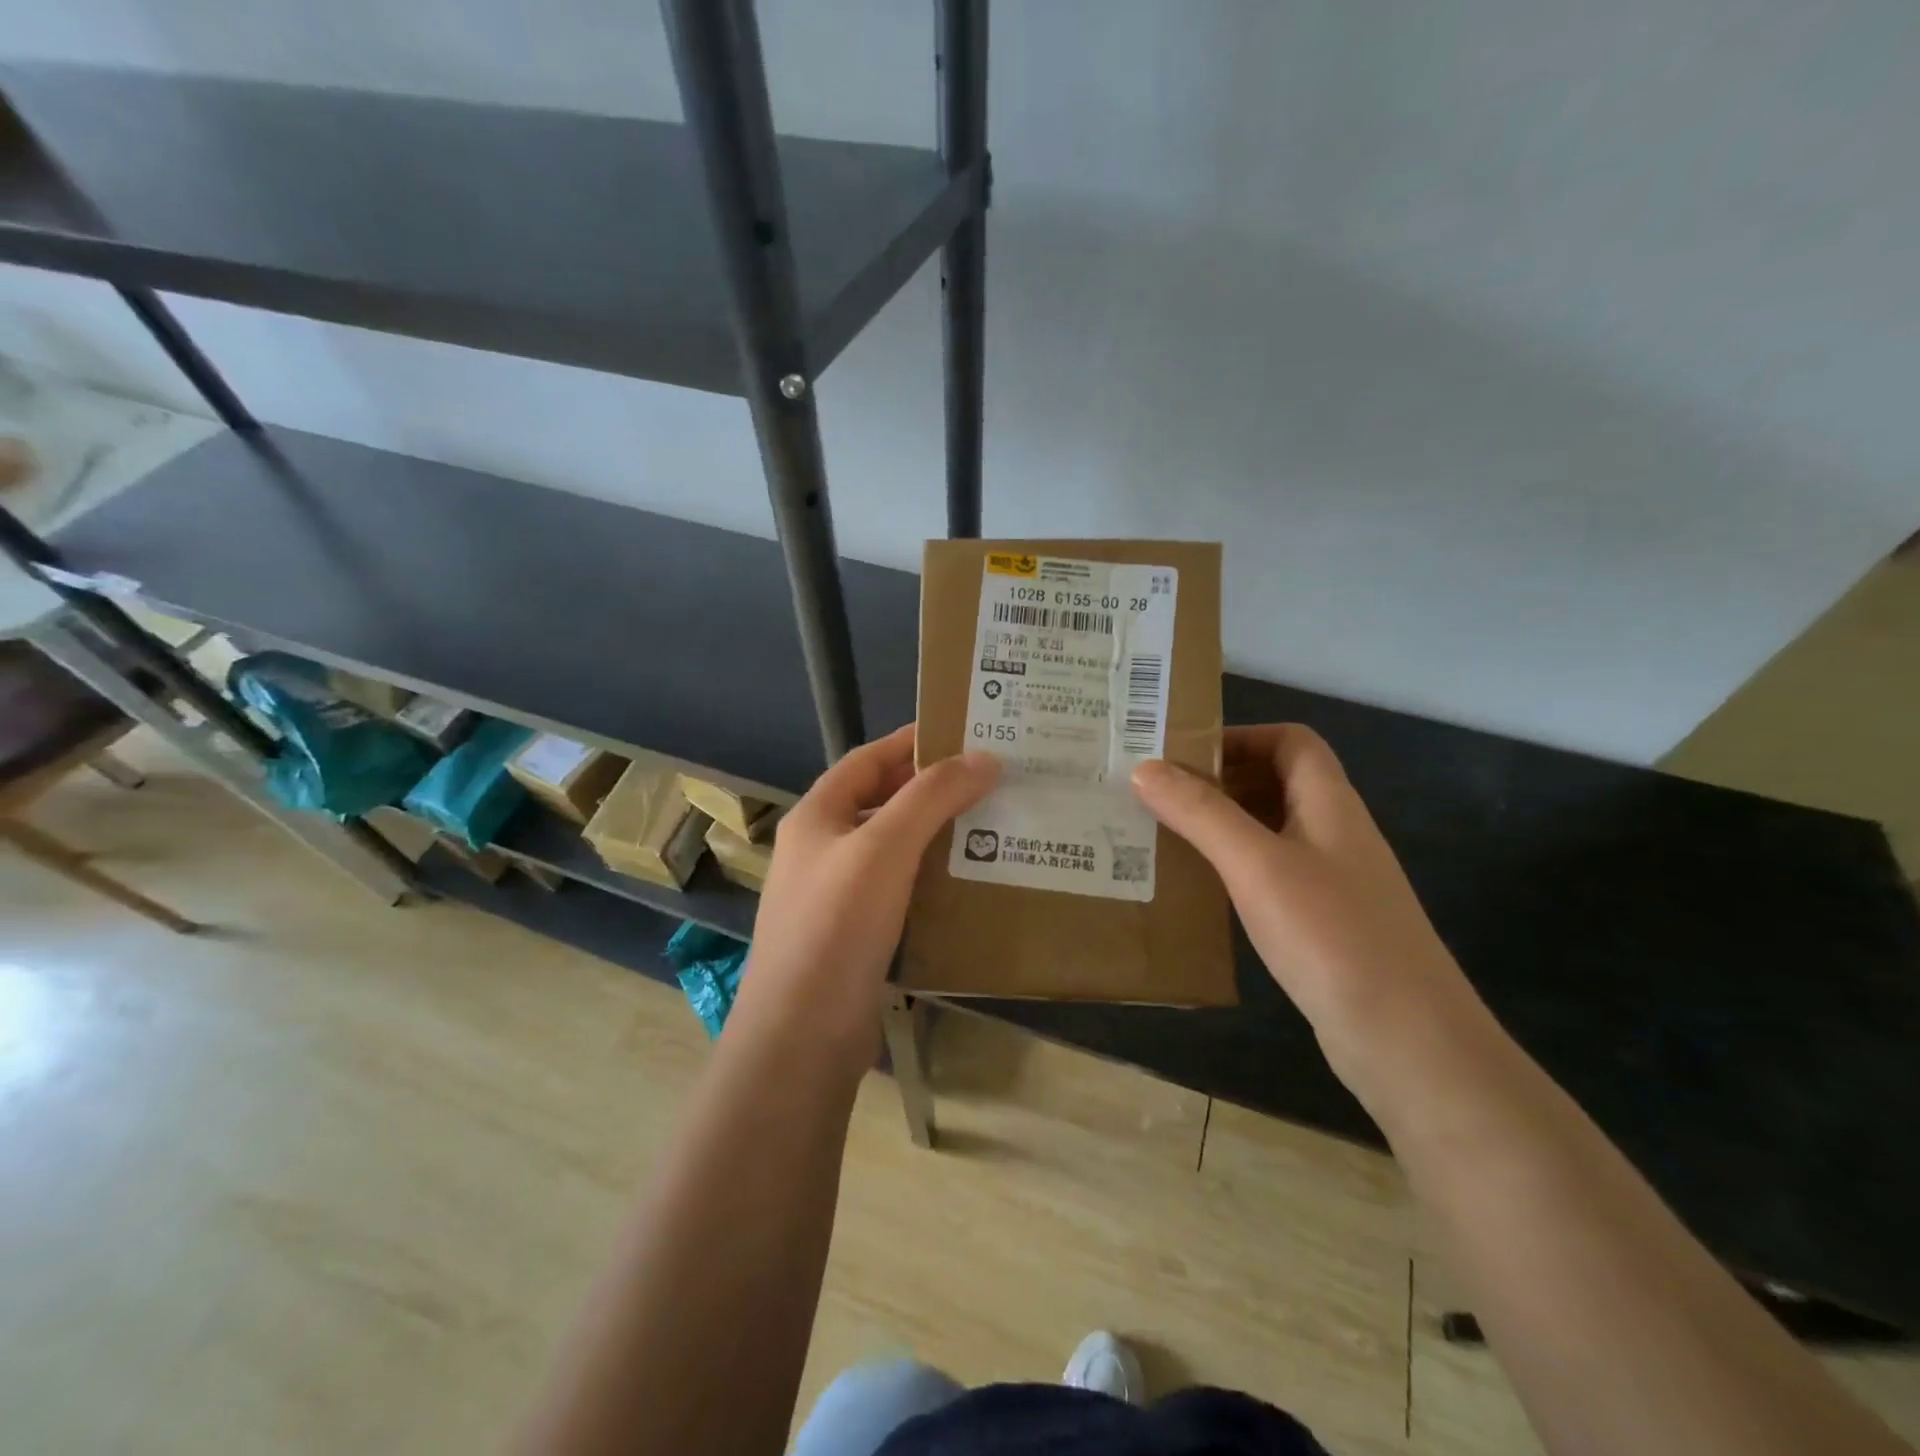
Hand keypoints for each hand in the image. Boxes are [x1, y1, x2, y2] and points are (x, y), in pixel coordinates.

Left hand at [732, 726, 998, 1063]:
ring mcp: (838, 895)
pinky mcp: (858, 935)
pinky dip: (934, 881)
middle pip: (883, 803)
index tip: (966, 734)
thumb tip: (985, 758)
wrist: (802, 1035)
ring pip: (896, 850)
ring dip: (938, 836)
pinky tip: (972, 884)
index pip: (868, 760)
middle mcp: (823, 849)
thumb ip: (931, 797)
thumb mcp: (884, 848)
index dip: (912, 742)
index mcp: (818, 816)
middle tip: (992, 781)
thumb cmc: (836, 926)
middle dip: (933, 790)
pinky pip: (901, 892)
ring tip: (994, 826)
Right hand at [1133, 724, 1484, 1089]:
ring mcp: (1332, 880)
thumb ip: (1201, 813)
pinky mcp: (1323, 923)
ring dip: (1221, 826)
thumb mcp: (1256, 865)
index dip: (1240, 737)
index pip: (1290, 741)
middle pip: (1277, 782)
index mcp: (1329, 803)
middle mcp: (1334, 832)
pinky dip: (1233, 869)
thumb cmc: (1331, 935)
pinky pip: (1270, 875)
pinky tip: (1200, 890)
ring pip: (1270, 831)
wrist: (1407, 1040)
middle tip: (1156, 795)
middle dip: (1218, 781)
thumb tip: (1144, 768)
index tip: (1182, 755)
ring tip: (1163, 836)